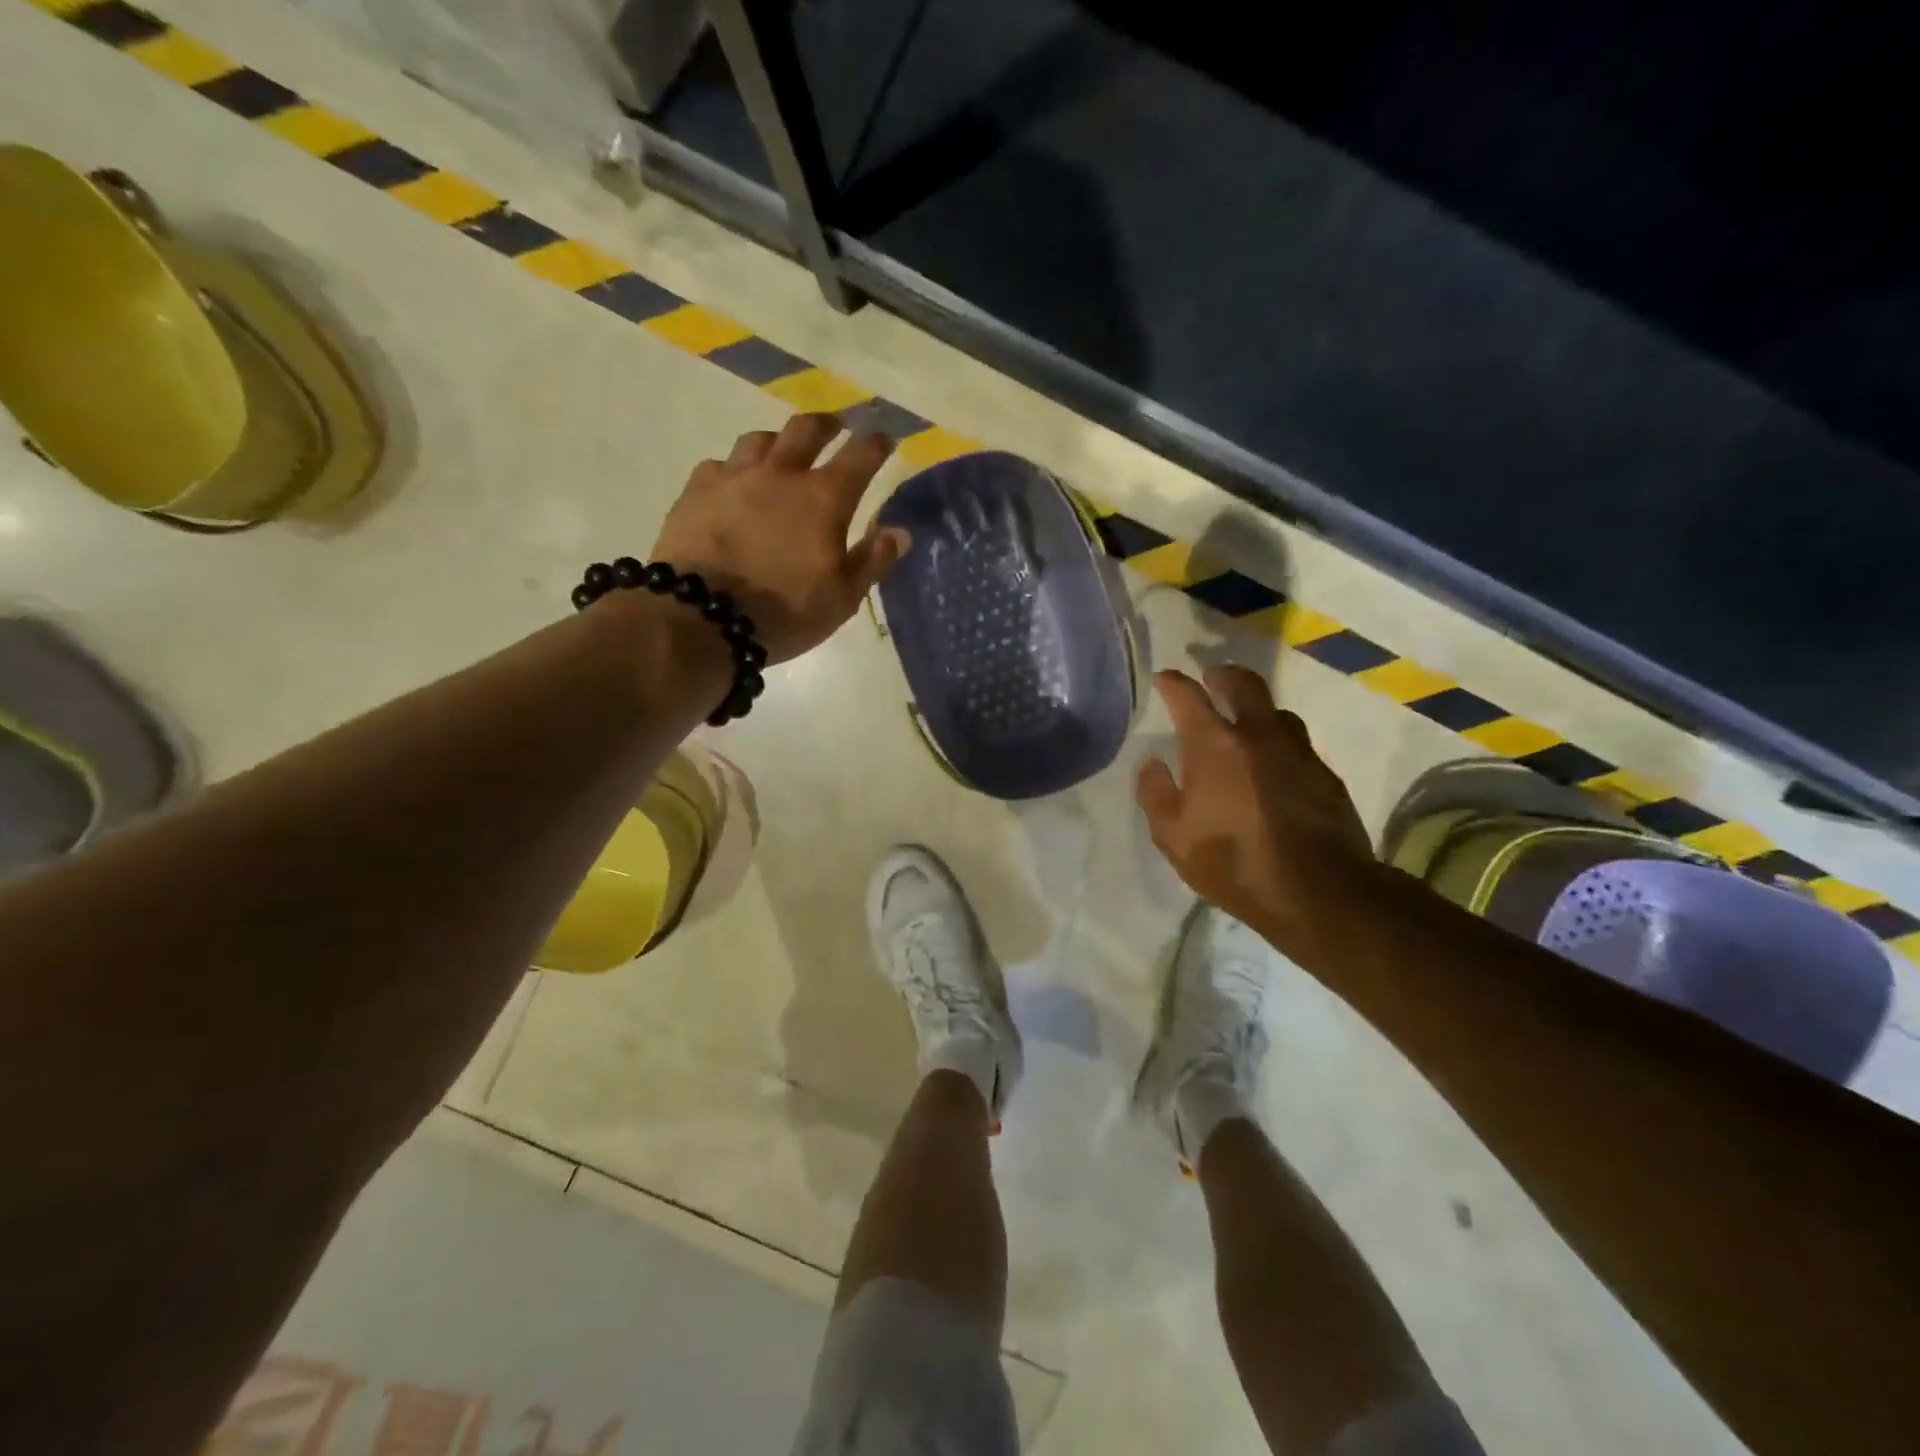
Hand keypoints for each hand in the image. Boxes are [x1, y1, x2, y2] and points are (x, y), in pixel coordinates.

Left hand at [650, 413, 910, 662]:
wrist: (703, 617)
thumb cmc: (784, 611)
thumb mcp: (842, 598)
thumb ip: (872, 561)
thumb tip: (899, 532)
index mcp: (824, 498)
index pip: (861, 454)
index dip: (877, 443)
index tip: (884, 439)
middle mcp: (781, 474)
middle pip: (807, 428)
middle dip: (827, 424)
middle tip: (835, 428)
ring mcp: (734, 476)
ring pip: (761, 439)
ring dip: (779, 442)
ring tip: (781, 454)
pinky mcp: (697, 489)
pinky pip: (721, 465)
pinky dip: (735, 470)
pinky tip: (734, 486)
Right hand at [1137, 666, 1372, 944]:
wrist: (1318, 892)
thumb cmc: (1232, 862)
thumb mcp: (1173, 837)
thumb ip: (1156, 793)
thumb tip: (1153, 763)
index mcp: (1214, 745)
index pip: (1189, 696)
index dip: (1173, 683)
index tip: (1164, 678)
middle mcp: (1258, 735)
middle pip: (1244, 684)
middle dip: (1224, 675)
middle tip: (1213, 678)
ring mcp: (1298, 752)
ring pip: (1277, 712)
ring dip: (1257, 709)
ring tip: (1246, 722)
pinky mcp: (1325, 775)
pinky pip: (1298, 745)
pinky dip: (1280, 743)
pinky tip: (1275, 764)